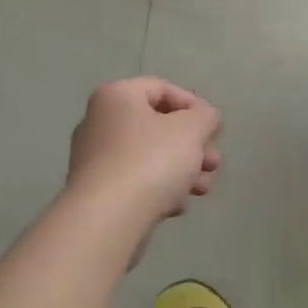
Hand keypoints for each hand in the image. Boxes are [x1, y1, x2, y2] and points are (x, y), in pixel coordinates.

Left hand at [67, 78, 222, 222]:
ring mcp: (94, 159)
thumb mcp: (192, 129)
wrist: (107, 219)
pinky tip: (176, 206)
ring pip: (149, 157)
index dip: (193, 105)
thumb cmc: (151, 160)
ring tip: (202, 189)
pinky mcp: (96, 192)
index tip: (213, 128)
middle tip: (213, 163)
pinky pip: (135, 182)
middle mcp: (99, 122)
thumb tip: (205, 118)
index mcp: (117, 97)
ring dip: (182, 170)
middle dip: (192, 145)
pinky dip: (159, 189)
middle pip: (157, 126)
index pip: (161, 88)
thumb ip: (206, 117)